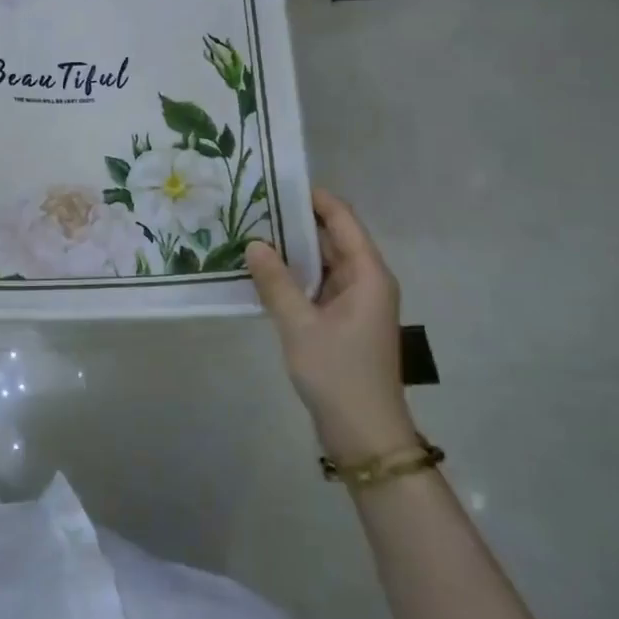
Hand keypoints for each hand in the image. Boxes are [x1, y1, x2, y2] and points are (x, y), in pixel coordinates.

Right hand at [246, 188, 415, 459]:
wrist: (365, 434)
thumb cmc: (338, 374)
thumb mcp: (300, 326)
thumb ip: (276, 282)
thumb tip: (255, 243)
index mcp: (367, 274)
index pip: (342, 220)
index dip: (314, 199)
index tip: (278, 183)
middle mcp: (366, 281)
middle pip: (332, 239)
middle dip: (296, 223)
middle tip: (253, 207)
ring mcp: (355, 303)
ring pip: (322, 264)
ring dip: (292, 251)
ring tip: (250, 233)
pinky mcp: (342, 322)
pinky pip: (317, 286)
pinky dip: (294, 277)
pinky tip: (263, 273)